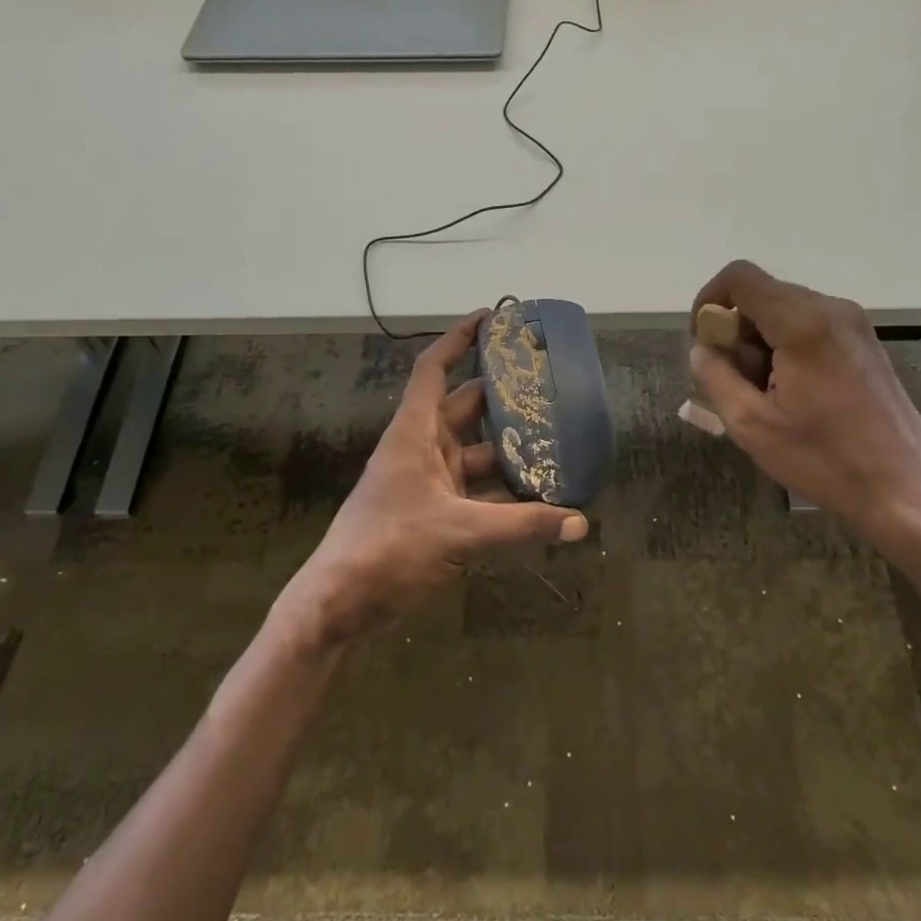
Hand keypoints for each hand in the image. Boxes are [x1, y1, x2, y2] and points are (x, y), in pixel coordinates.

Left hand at [275, 310, 588, 645]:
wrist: (341, 603)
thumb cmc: (390, 548)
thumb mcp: (461, 532)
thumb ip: (522, 525)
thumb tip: (580, 523)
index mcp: (414, 433)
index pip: (434, 369)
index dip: (459, 338)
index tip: (491, 317)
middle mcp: (421, 449)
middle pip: (465, 407)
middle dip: (502, 394)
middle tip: (545, 382)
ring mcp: (427, 482)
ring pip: (475, 452)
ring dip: (508, 447)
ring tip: (555, 438)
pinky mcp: (434, 512)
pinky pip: (476, 489)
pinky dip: (503, 489)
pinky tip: (538, 494)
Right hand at [689, 261, 920, 552]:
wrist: (907, 489)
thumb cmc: (825, 458)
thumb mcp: (751, 424)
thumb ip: (715, 376)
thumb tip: (703, 350)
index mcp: (801, 323)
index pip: (740, 277)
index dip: (709, 300)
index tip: (703, 343)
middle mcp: (831, 309)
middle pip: (762, 295)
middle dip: (736, 331)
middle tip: (735, 381)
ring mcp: (853, 324)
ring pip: (784, 312)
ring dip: (760, 343)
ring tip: (765, 395)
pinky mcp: (864, 343)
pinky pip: (809, 327)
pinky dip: (786, 348)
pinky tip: (793, 394)